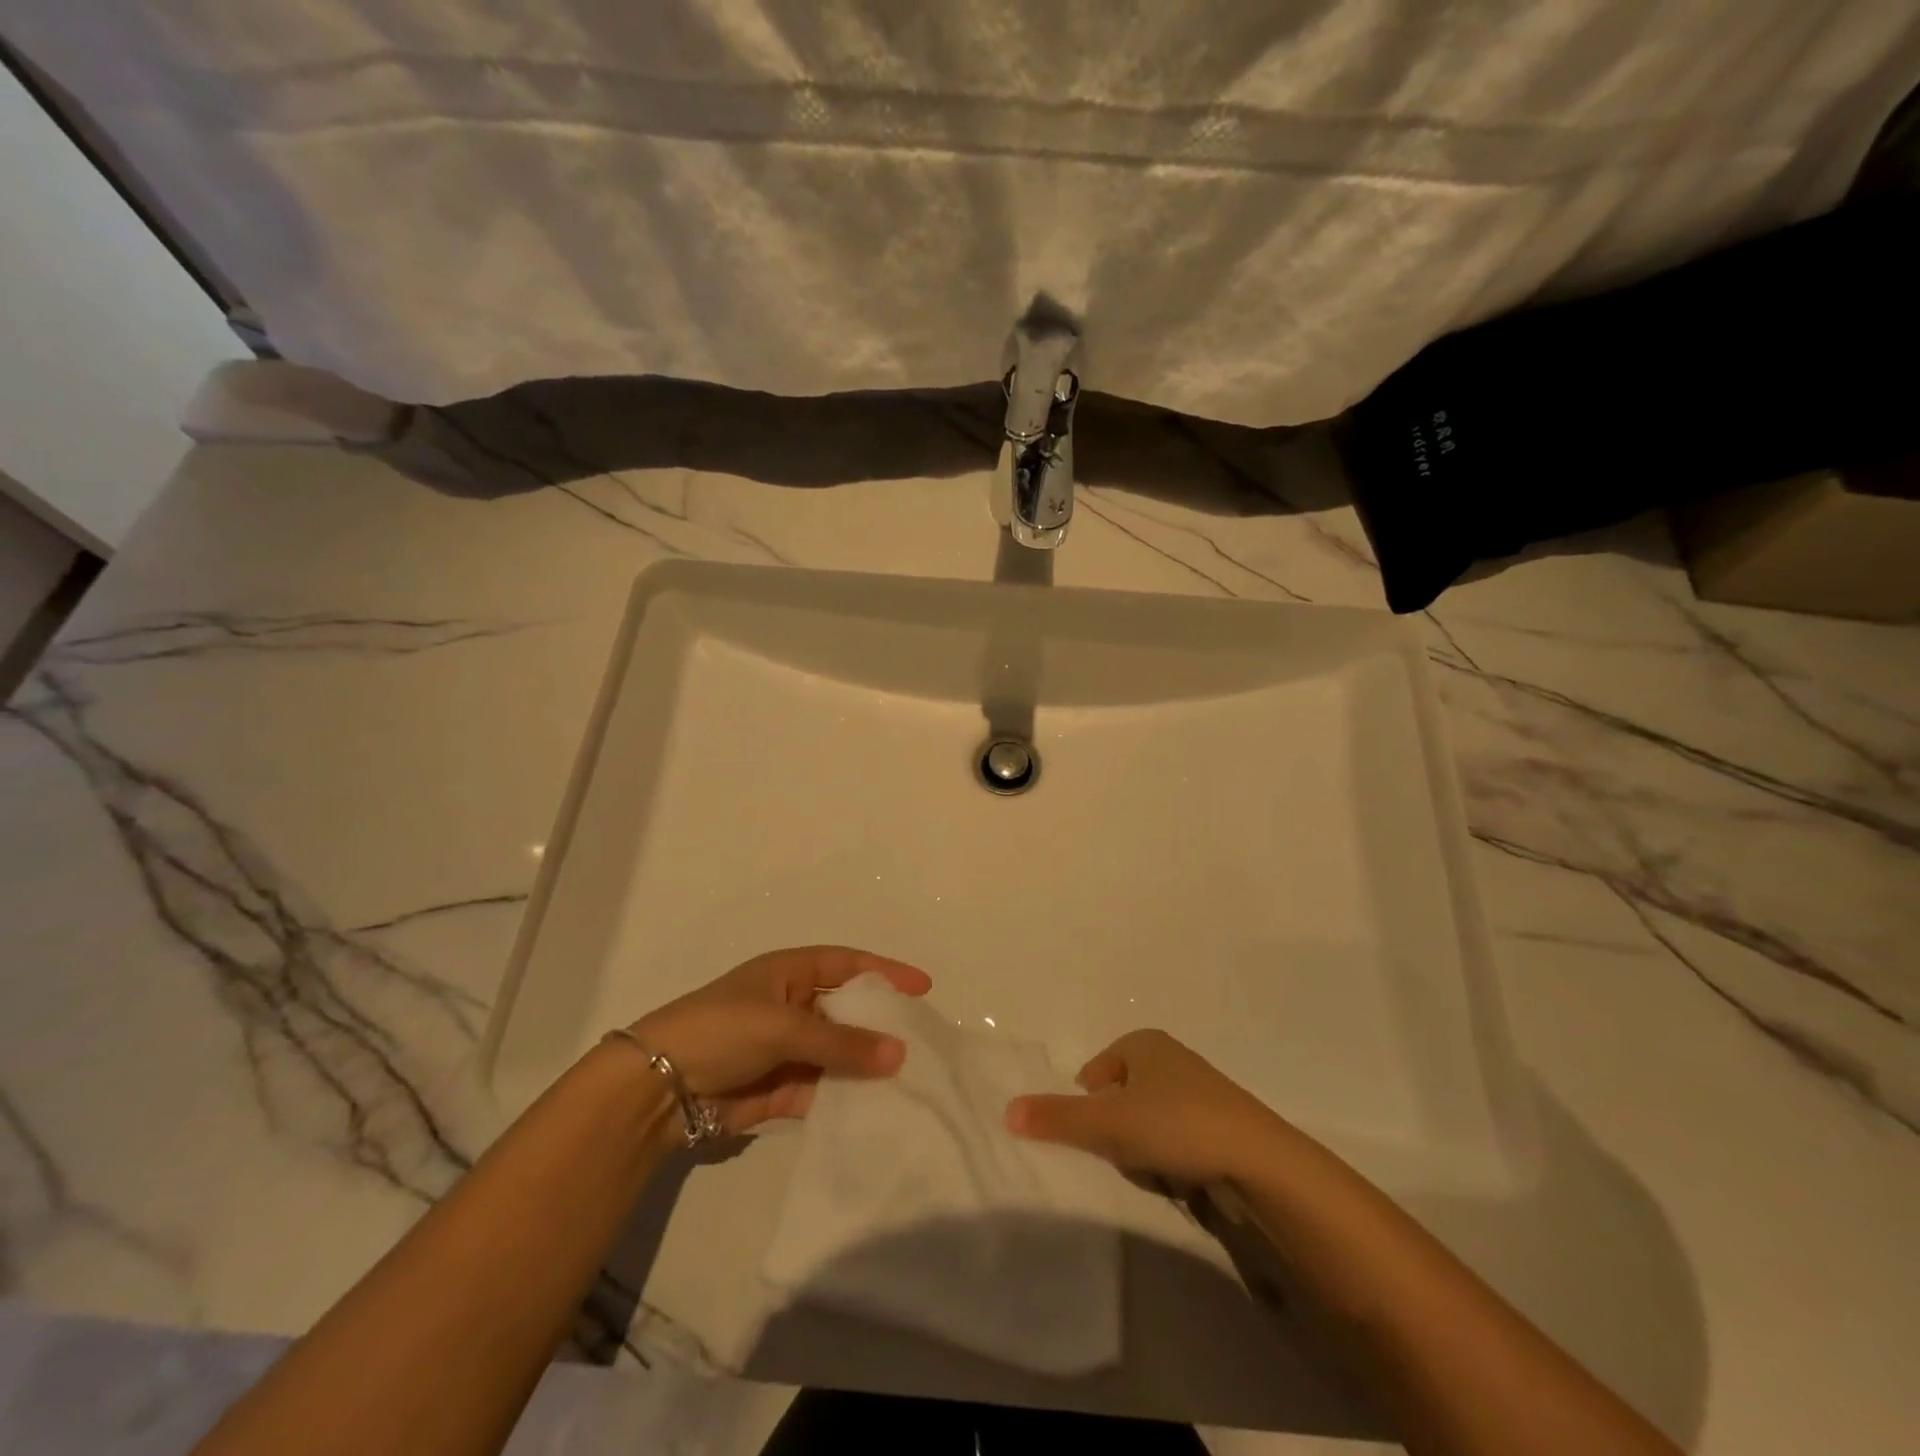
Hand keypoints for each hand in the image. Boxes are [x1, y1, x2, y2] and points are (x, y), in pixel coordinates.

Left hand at [630, 946, 930, 1134]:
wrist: (658, 1088)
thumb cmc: (723, 1030)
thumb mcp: (784, 1026)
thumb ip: (841, 1042)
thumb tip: (899, 1053)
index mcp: (790, 973)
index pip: (848, 965)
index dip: (885, 973)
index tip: (923, 987)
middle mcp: (792, 1007)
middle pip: (847, 1013)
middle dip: (881, 1026)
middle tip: (924, 1042)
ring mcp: (787, 1050)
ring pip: (839, 1055)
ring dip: (866, 1067)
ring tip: (910, 1081)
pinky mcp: (780, 1090)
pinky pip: (823, 1090)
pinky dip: (845, 1099)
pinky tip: (874, 1109)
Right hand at [1005, 1029, 1289, 1184]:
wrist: (1259, 1161)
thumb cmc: (1176, 1125)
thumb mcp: (1108, 1123)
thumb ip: (1056, 1118)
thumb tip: (1006, 1110)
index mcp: (1143, 1042)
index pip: (1095, 1072)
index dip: (1090, 1106)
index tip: (1099, 1136)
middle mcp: (1170, 1058)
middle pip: (1120, 1099)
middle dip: (1117, 1130)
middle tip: (1124, 1155)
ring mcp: (1199, 1091)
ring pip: (1147, 1122)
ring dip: (1143, 1148)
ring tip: (1155, 1170)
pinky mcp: (1219, 1124)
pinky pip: (1176, 1139)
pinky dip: (1171, 1159)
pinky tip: (1180, 1179)